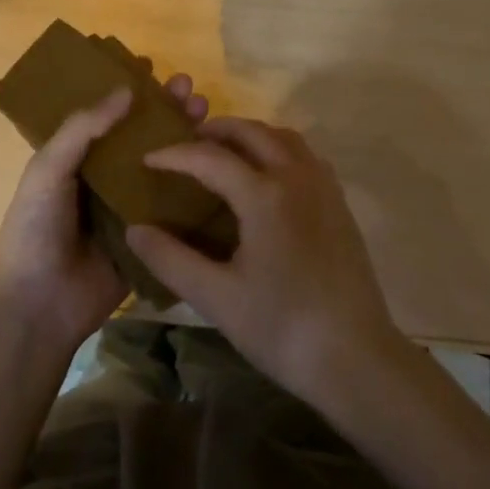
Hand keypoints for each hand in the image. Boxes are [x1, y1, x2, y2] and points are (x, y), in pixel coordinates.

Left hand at [0, 74, 208, 357]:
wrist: (40, 305)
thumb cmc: (35, 229)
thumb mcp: (48, 169)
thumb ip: (83, 128)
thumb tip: (126, 89)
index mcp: (76, 158)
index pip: (106, 114)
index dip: (127, 89)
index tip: (151, 66)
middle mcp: (105, 176)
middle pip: (141, 134)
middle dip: (165, 108)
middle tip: (190, 87)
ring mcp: (129, 206)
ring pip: (163, 163)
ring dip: (184, 136)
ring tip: (207, 111)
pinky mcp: (150, 235)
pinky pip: (175, 205)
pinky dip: (195, 182)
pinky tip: (219, 162)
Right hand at [126, 117, 403, 402]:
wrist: (355, 357)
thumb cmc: (281, 328)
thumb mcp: (216, 298)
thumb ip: (170, 259)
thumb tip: (134, 229)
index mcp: (264, 194)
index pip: (210, 158)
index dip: (174, 154)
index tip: (146, 158)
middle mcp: (296, 176)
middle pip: (251, 132)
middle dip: (215, 131)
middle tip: (185, 144)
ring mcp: (323, 186)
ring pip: (283, 137)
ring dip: (250, 135)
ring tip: (224, 154)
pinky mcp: (339, 203)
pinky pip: (305, 155)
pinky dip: (278, 149)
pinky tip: (267, 177)